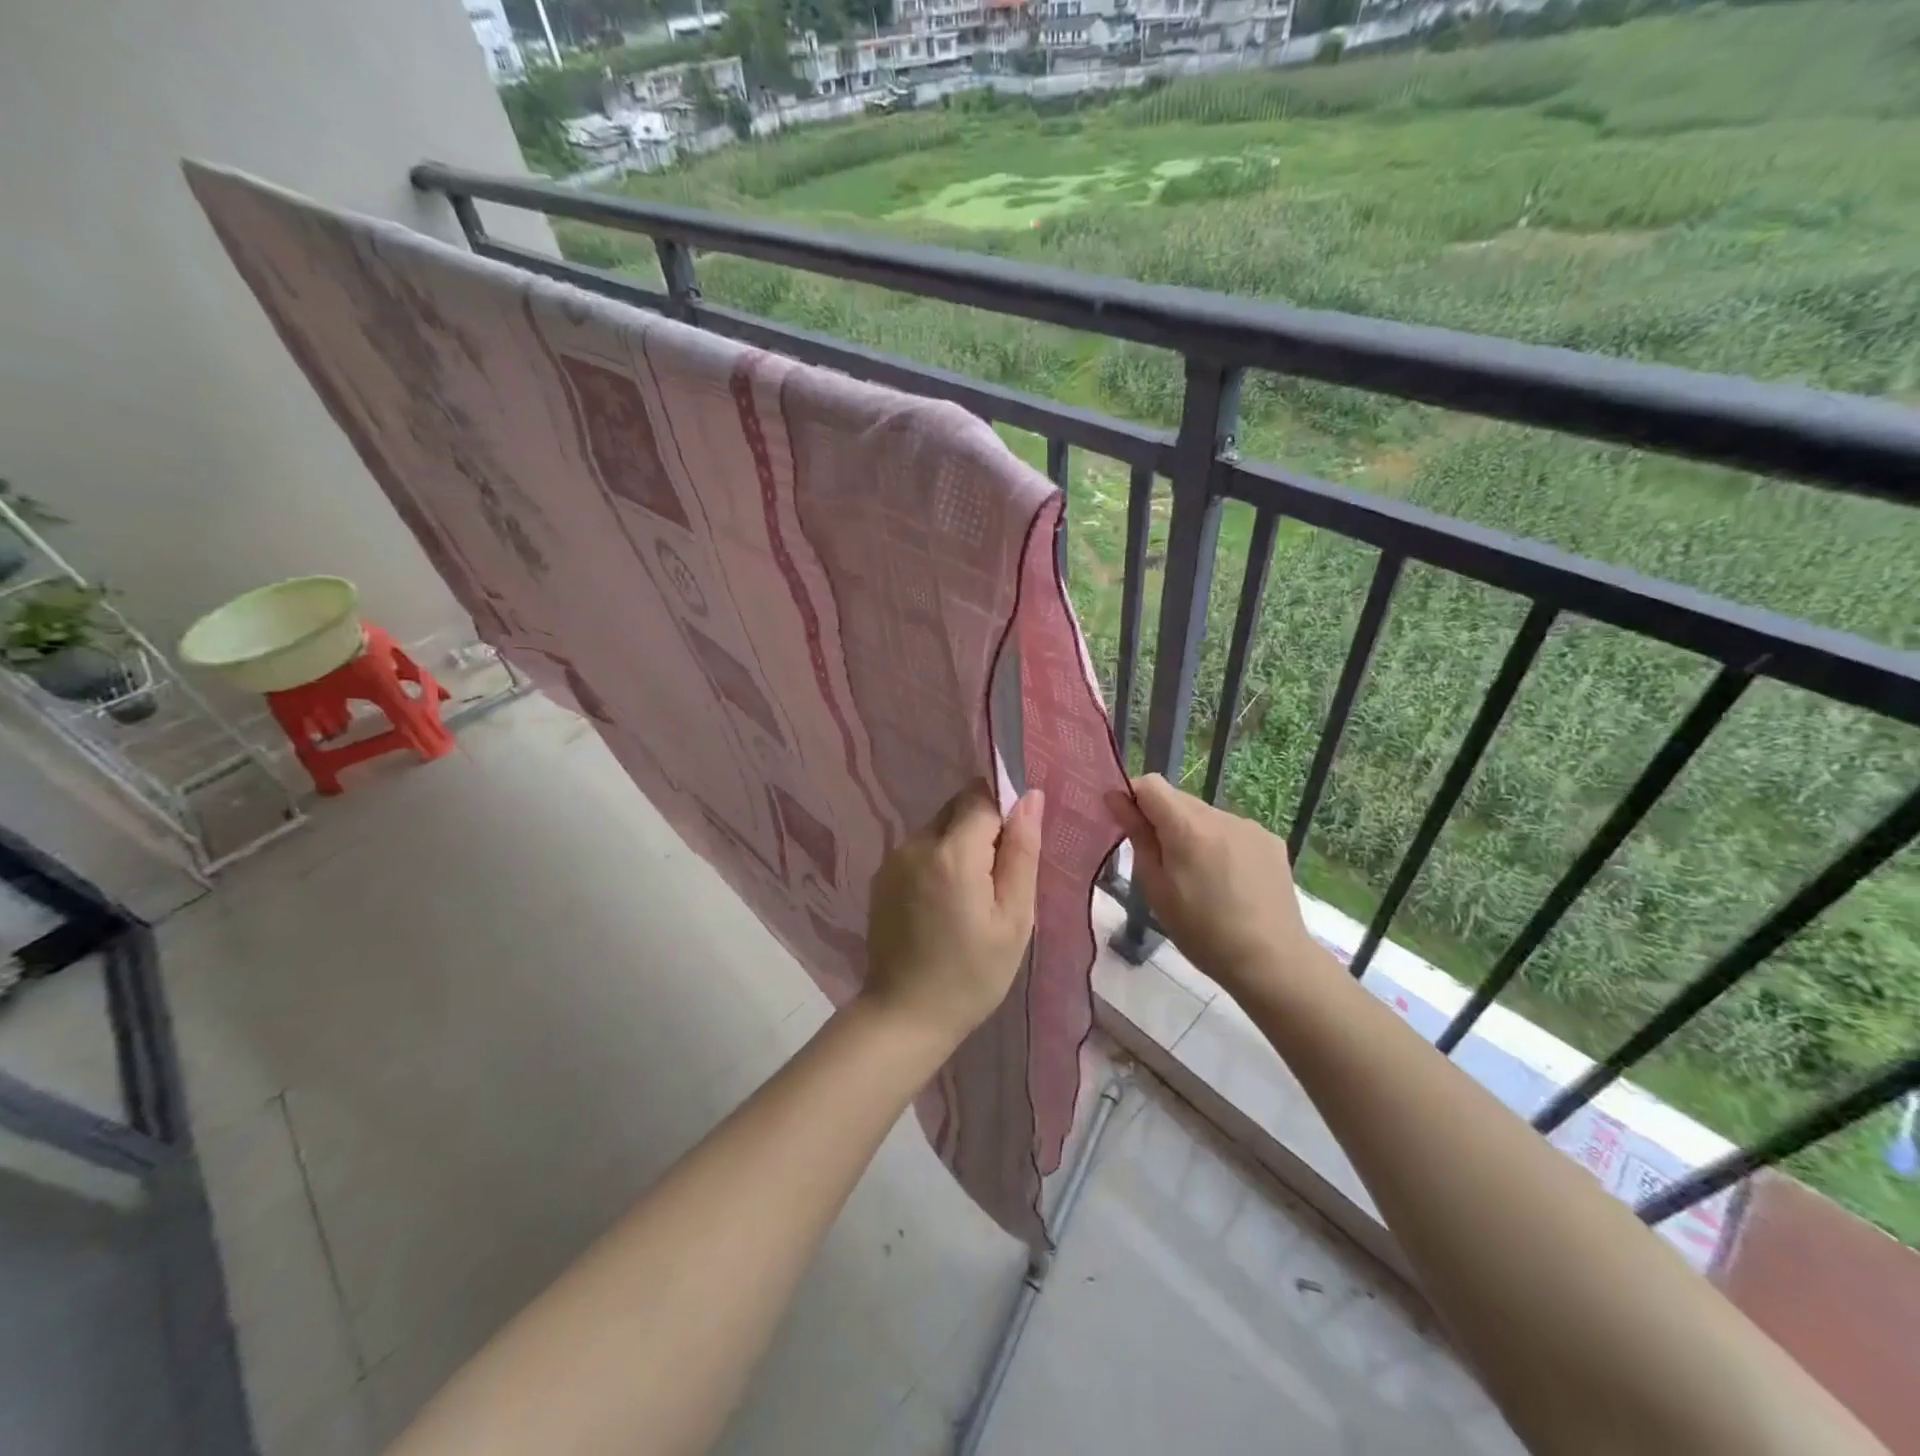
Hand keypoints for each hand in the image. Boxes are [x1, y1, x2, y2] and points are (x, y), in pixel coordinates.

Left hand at [861, 781, 1044, 1045]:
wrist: (905, 1015)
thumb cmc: (972, 974)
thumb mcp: (1014, 919)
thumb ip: (1022, 852)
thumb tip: (1029, 796)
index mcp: (953, 852)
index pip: (982, 797)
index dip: (1005, 815)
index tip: (1015, 852)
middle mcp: (916, 843)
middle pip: (958, 807)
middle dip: (983, 830)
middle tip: (997, 882)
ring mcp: (894, 859)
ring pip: (939, 827)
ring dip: (960, 846)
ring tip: (970, 899)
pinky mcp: (881, 876)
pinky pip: (920, 849)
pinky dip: (938, 861)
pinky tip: (943, 905)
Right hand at [1112, 773, 1326, 1001]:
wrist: (1270, 960)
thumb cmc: (1201, 931)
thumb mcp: (1156, 887)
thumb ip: (1137, 836)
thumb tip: (1116, 798)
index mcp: (1187, 826)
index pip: (1151, 784)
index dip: (1133, 798)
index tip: (1128, 826)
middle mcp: (1220, 816)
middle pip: (1178, 800)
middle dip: (1163, 820)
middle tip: (1163, 864)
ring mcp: (1249, 826)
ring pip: (1205, 816)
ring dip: (1192, 834)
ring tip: (1199, 878)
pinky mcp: (1270, 841)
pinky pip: (1231, 830)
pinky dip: (1220, 845)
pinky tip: (1228, 881)